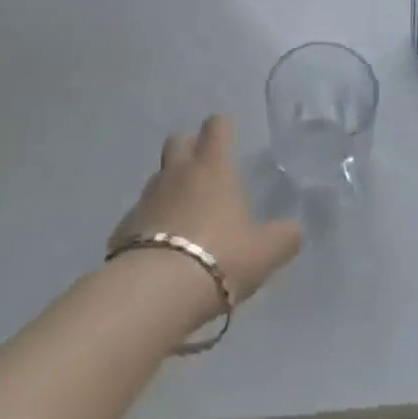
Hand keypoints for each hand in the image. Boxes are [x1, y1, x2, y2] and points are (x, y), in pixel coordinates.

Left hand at [111, 115, 301, 302]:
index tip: (231, 140)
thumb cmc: (218, 258)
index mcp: (212, 167)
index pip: (217, 126)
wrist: (155, 292)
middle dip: (190, 149)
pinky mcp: (123, 228)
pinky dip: (151, 225)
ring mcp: (146, 198)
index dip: (224, 128)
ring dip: (170, 190)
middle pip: (178, 141)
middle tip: (205, 174)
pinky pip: (141, 216)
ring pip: (158, 178)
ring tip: (185, 220)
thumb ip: (284, 238)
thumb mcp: (264, 253)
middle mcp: (177, 173)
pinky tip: (161, 252)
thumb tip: (294, 231)